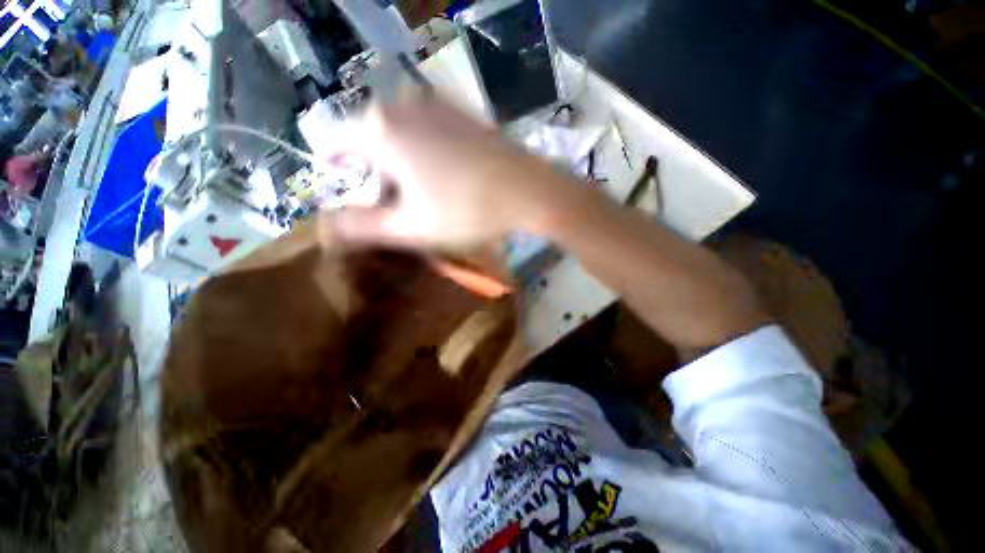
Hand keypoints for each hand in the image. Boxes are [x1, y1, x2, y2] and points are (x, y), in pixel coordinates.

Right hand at [326, 97, 575, 250]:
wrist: (527, 191)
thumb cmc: (466, 211)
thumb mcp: (410, 227)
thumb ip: (363, 226)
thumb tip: (328, 224)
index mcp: (380, 129)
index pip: (334, 143)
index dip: (336, 169)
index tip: (348, 190)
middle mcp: (403, 105)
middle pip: (371, 140)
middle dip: (377, 173)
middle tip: (399, 205)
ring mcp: (437, 105)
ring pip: (401, 135)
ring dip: (403, 164)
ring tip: (426, 194)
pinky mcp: (462, 112)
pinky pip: (428, 130)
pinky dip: (426, 152)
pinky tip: (448, 175)